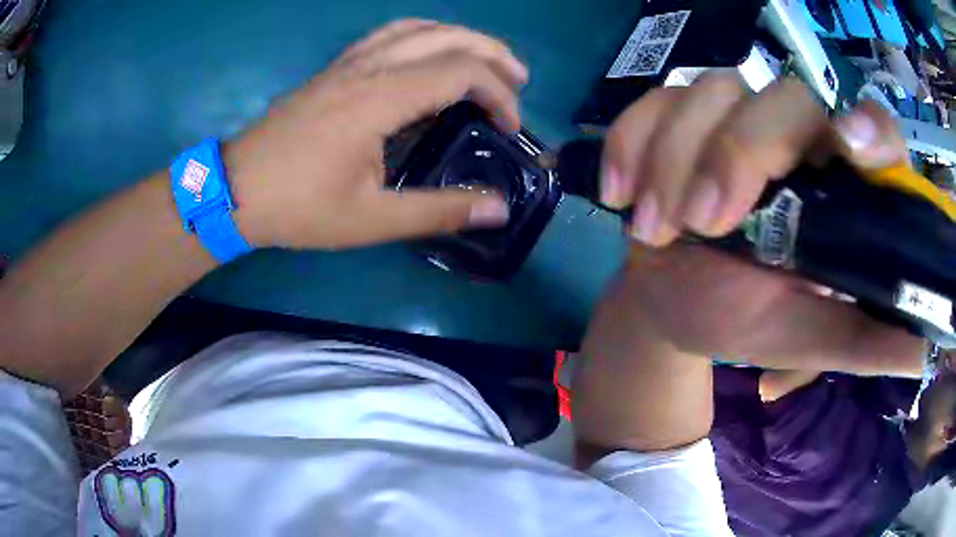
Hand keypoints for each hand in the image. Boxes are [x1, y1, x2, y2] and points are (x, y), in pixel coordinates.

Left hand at [225, 19, 527, 249]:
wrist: (234, 189)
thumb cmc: (297, 207)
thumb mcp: (370, 220)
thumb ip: (438, 211)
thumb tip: (498, 209)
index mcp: (379, 100)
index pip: (459, 72)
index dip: (498, 94)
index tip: (508, 127)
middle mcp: (368, 68)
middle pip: (446, 36)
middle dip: (492, 53)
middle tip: (519, 80)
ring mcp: (348, 63)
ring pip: (417, 27)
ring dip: (459, 37)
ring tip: (485, 59)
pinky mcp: (335, 68)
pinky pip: (389, 34)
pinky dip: (423, 35)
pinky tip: (430, 53)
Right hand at [591, 73, 921, 375]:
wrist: (673, 305)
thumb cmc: (746, 321)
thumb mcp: (807, 339)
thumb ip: (862, 343)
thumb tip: (919, 354)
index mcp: (839, 189)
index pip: (873, 133)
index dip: (868, 130)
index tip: (849, 148)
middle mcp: (796, 139)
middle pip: (784, 99)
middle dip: (739, 154)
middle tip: (704, 225)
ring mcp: (734, 117)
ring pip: (712, 92)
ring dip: (673, 160)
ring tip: (655, 231)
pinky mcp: (679, 117)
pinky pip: (653, 103)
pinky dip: (631, 144)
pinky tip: (622, 197)